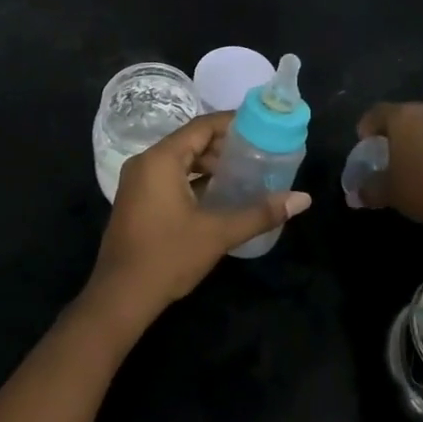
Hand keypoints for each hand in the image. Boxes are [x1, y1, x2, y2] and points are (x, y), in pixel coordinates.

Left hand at [81, 112, 309, 337]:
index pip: (202, 126)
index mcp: (161, 159)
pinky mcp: (136, 200)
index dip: (232, 124)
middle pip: (190, 141)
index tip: (261, 127)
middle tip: (257, 154)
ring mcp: (137, 181)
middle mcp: (145, 162)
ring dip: (208, 165)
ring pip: (179, 160)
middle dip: (223, 146)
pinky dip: (193, 180)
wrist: (119, 297)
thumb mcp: (218, 233)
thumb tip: (302, 199)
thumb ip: (260, 213)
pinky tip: (218, 195)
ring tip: (243, 174)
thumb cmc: (168, 257)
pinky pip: (169, 177)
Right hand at [355, 102, 422, 225]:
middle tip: (388, 149)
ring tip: (414, 160)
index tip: (364, 142)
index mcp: (401, 117)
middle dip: (394, 130)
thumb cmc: (422, 186)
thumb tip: (357, 194)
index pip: (376, 112)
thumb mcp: (389, 192)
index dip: (367, 126)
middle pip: (404, 115)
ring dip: (418, 138)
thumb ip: (370, 189)